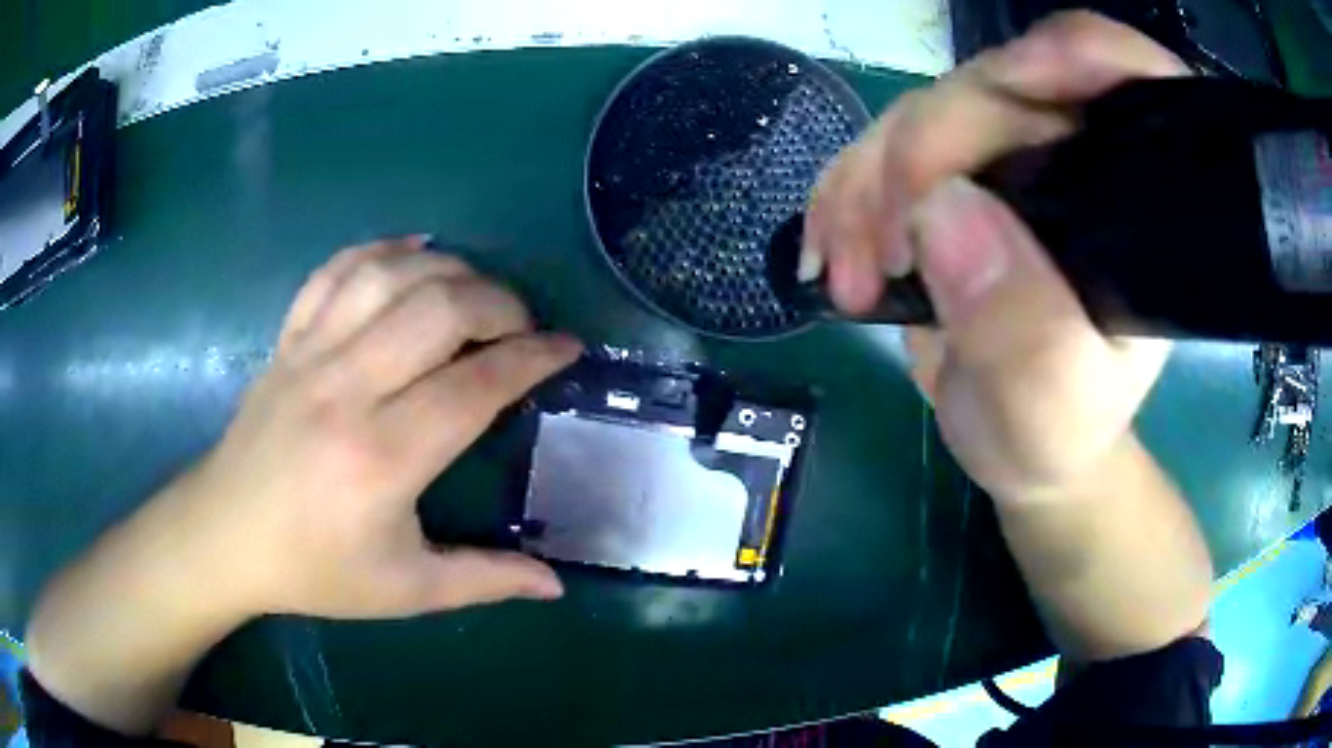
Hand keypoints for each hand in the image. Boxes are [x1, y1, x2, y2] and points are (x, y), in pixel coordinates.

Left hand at [183, 237, 580, 617]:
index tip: (567, 348)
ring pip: (390, 276)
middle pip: (438, 309)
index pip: (475, 384)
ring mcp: (310, 354)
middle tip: (523, 326)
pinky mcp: (288, 339)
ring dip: (448, 269)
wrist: (225, 537)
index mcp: (382, 458)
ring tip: (475, 293)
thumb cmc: (313, 570)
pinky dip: (382, 250)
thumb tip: (556, 585)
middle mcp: (347, 389)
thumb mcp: (405, 591)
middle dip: (500, 303)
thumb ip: (486, 581)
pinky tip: (413, 252)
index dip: (532, 357)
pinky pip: (337, 271)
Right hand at [804, 12, 1187, 501]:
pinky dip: (842, 196)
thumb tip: (940, 212)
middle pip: (995, 91)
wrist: (1020, 443)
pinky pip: (880, 151)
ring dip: (865, 187)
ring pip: (923, 114)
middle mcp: (1076, 160)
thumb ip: (1021, 328)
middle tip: (879, 256)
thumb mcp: (1052, 408)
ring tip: (848, 280)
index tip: (1015, 82)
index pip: (1126, 81)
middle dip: (921, 156)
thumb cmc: (1057, 433)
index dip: (1076, 55)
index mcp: (1132, 205)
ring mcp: (1009, 161)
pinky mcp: (952, 176)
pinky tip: (830, 253)